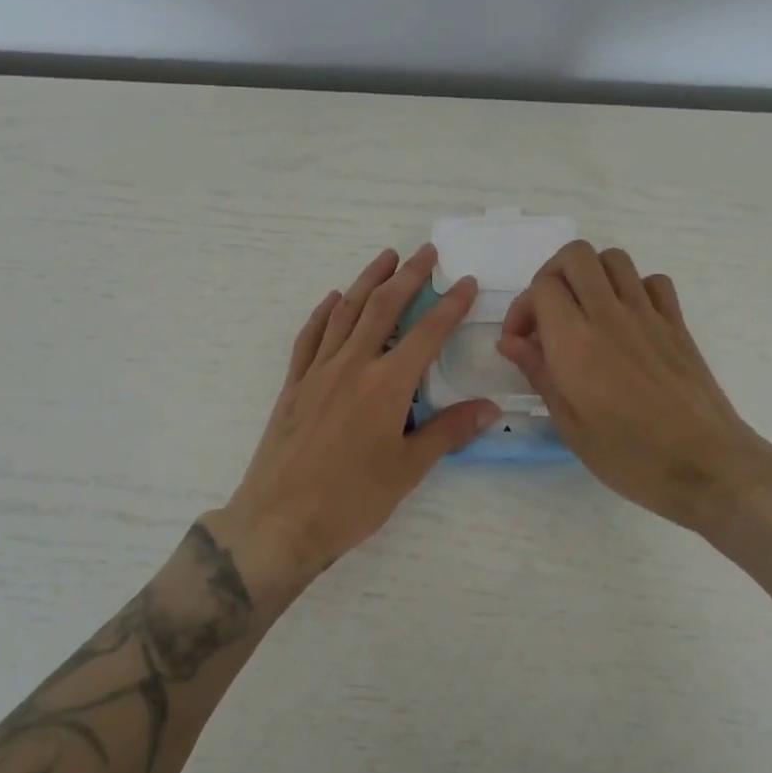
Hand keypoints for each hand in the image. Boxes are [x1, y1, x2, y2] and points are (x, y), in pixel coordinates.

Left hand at [216, 245, 499, 584]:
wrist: (280, 520)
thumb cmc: (351, 500)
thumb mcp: (408, 469)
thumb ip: (448, 431)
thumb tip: (490, 407)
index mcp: (387, 385)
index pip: (427, 333)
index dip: (449, 305)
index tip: (465, 281)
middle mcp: (353, 366)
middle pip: (383, 308)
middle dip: (408, 276)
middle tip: (425, 252)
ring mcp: (318, 372)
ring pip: (346, 312)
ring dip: (367, 281)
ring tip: (385, 258)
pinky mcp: (294, 385)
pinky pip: (310, 337)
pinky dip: (324, 313)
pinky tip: (333, 299)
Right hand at [496, 241, 771, 540]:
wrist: (707, 466)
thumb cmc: (629, 455)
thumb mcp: (569, 424)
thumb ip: (538, 373)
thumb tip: (510, 342)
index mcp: (575, 341)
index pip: (541, 286)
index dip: (522, 308)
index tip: (521, 342)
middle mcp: (609, 315)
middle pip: (575, 255)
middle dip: (552, 275)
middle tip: (549, 314)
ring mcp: (648, 315)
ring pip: (614, 258)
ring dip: (591, 275)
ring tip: (585, 311)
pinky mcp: (677, 324)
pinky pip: (654, 281)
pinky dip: (634, 288)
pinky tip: (627, 319)